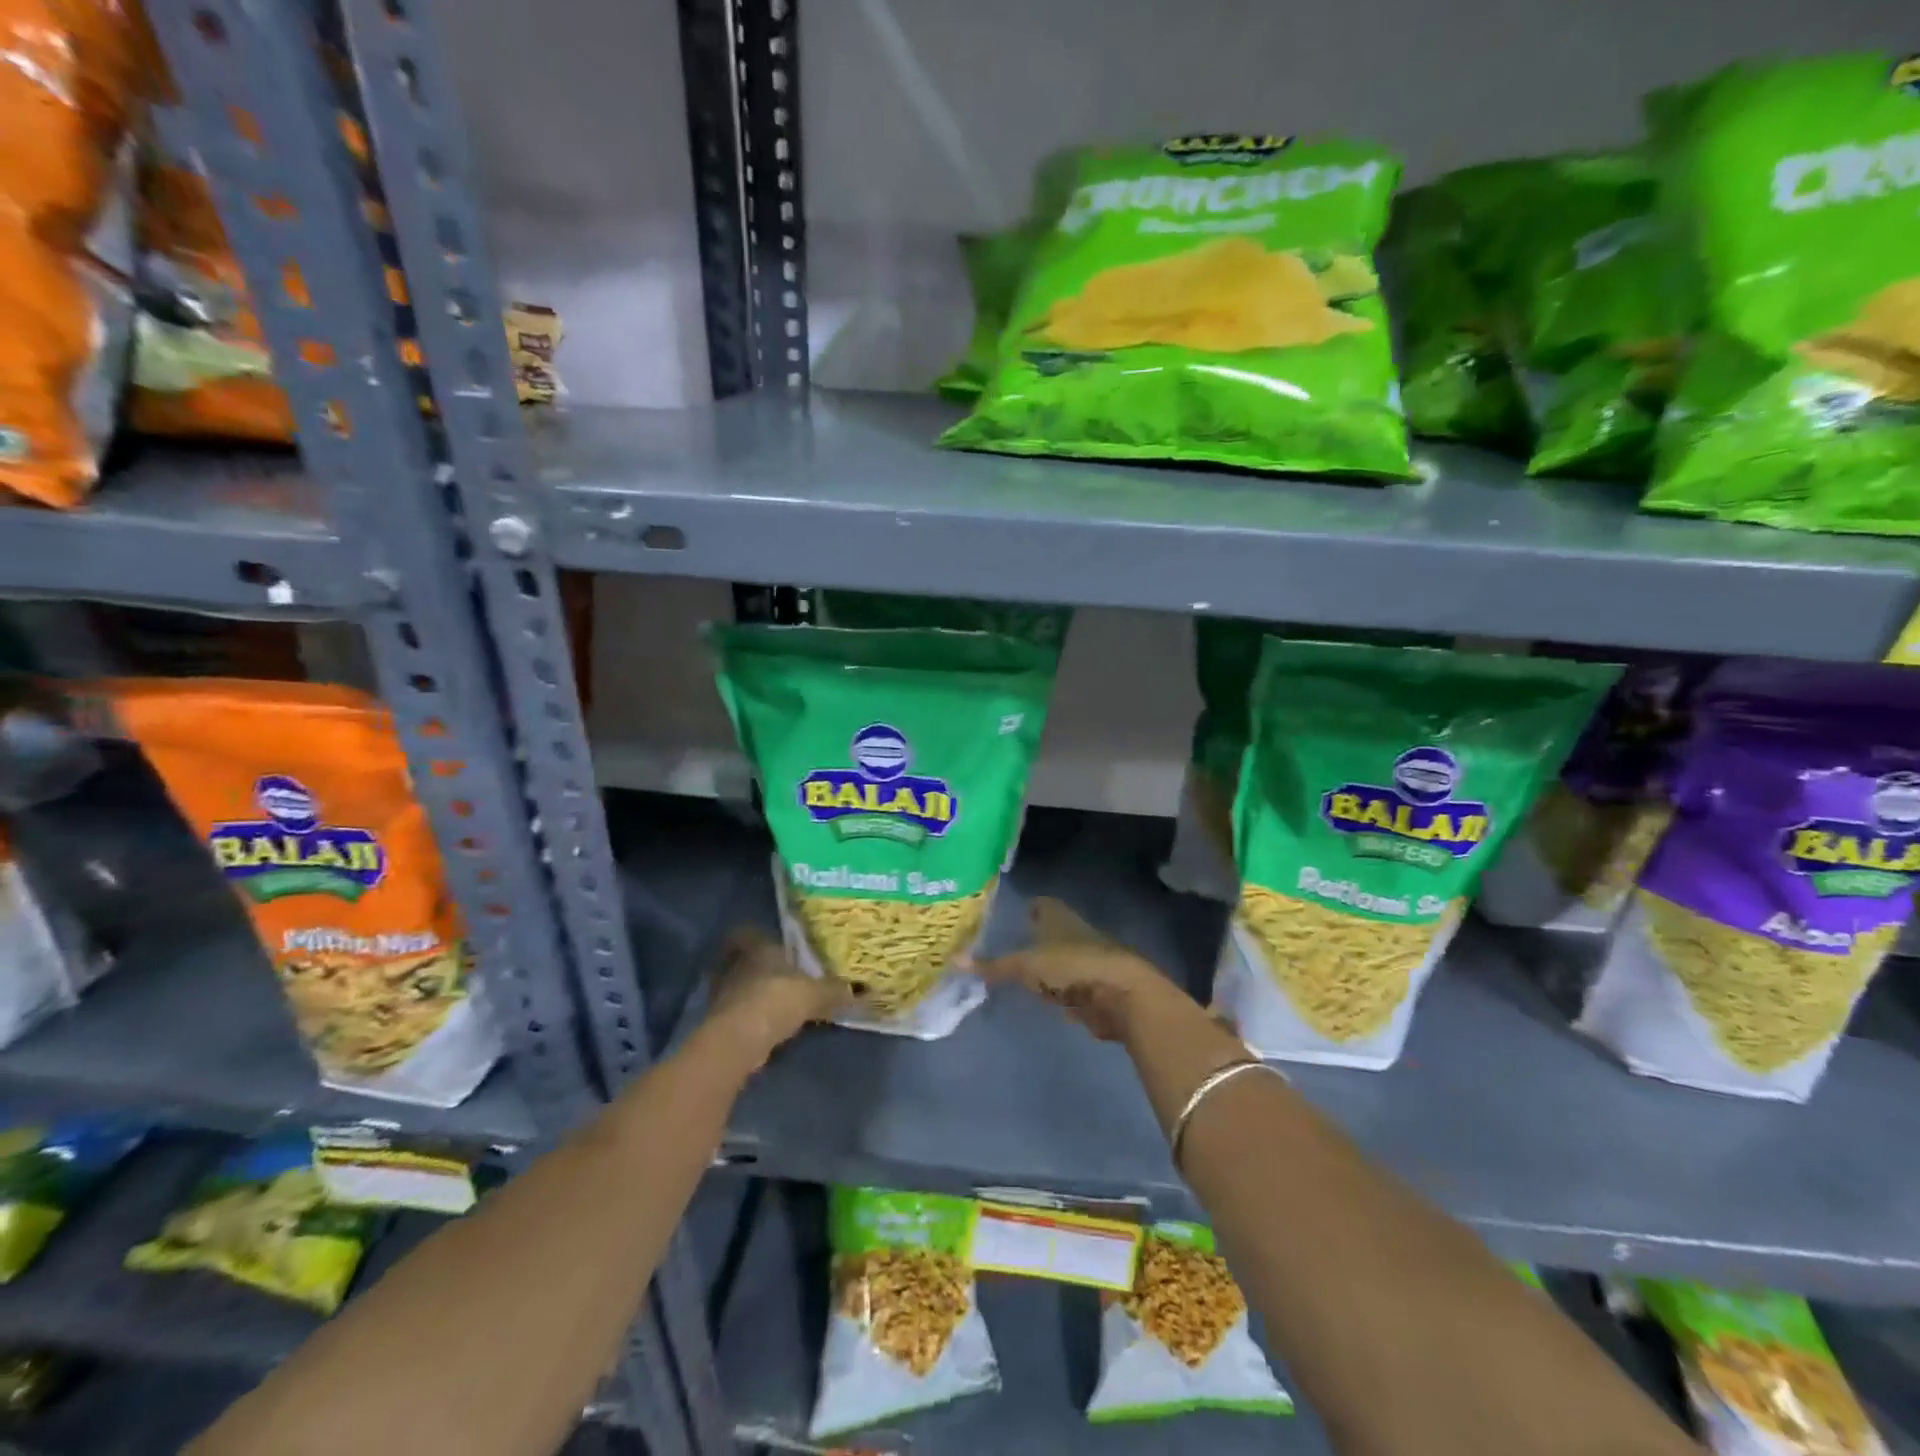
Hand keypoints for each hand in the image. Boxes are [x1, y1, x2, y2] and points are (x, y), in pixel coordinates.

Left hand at [705, 926, 847, 1063]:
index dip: (753, 936)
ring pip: (737, 987)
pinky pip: (736, 1013)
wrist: (740, 1039)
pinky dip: (749, 1018)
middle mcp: (735, 966)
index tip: (767, 943)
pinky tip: (767, 1026)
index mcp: (757, 948)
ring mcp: (722, 994)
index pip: (747, 932)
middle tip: (777, 974)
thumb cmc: (777, 999)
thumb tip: (859, 990)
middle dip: (756, 967)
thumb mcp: (815, 993)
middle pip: (740, 960)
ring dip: (752, 994)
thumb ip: (835, 991)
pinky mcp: (718, 1022)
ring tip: (775, 1002)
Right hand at [975, 897, 1180, 1041]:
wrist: (1122, 994)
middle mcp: (1073, 933)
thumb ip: (993, 965)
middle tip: (1002, 947)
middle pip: (1050, 932)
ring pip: (1059, 959)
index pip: (1040, 904)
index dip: (1025, 908)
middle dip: (1031, 938)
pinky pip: (1068, 986)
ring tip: (1016, 974)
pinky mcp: (1094, 988)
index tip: (1006, 916)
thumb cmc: (1073, 965)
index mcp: (1059, 917)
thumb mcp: (1027, 965)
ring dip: (1044, 966)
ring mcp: (1086, 961)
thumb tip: (953, 960)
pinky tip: (1042, 998)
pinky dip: (1056, 990)